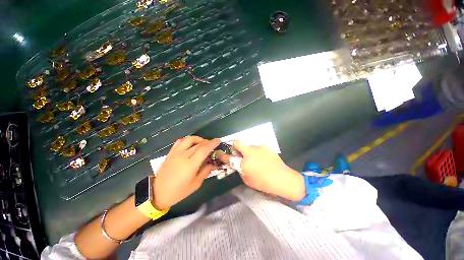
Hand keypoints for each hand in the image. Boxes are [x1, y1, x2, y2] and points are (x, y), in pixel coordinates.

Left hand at [153, 136, 219, 209]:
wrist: (157, 193)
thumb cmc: (178, 192)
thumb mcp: (195, 185)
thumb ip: (205, 172)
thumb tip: (211, 163)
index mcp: (190, 165)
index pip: (203, 150)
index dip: (212, 144)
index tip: (218, 141)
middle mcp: (183, 156)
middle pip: (198, 144)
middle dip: (207, 142)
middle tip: (212, 144)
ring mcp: (175, 153)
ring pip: (189, 139)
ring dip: (198, 139)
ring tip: (202, 142)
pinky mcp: (170, 153)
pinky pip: (180, 142)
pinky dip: (188, 140)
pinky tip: (191, 144)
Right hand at [230, 141, 305, 201]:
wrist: (283, 179)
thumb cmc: (263, 183)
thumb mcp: (247, 180)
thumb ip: (241, 169)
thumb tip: (239, 163)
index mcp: (245, 162)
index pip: (229, 157)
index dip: (223, 155)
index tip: (220, 153)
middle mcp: (251, 151)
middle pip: (238, 142)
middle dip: (235, 146)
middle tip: (239, 153)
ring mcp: (259, 147)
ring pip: (249, 145)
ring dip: (248, 150)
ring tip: (256, 159)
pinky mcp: (266, 147)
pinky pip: (258, 148)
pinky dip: (257, 152)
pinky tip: (263, 159)